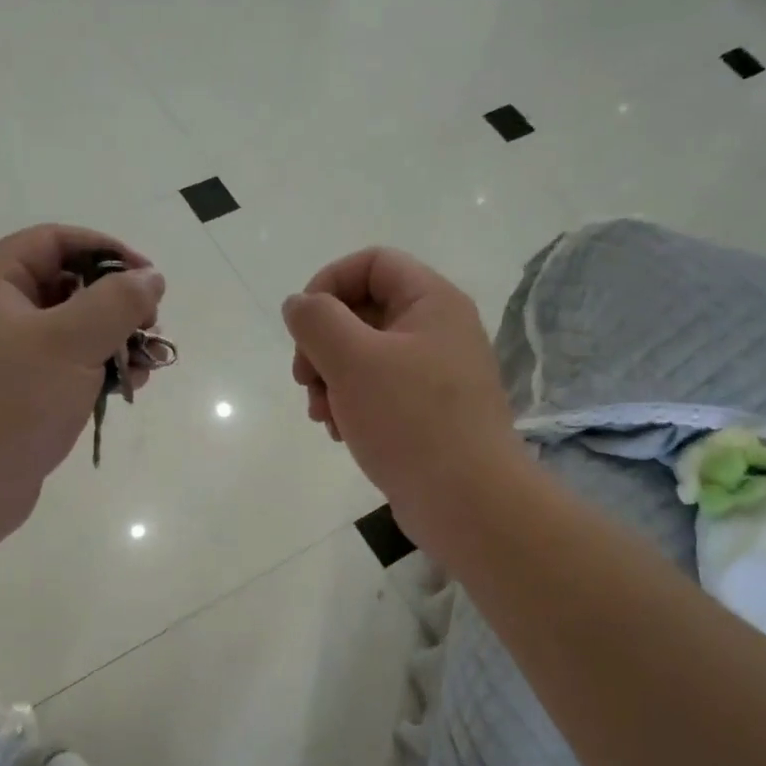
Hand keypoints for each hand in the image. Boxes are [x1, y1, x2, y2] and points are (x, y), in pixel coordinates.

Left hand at [0, 225, 165, 570]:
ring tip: (146, 364)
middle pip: (65, 285)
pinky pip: (61, 367)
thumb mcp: (71, 343)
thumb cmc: (11, 405)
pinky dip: (94, 370)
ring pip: (68, 330)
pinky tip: (126, 388)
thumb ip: (117, 302)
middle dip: (115, 303)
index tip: (148, 280)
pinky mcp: (13, 394)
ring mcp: (0, 356)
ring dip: (112, 340)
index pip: (54, 241)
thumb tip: (150, 278)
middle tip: (150, 327)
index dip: (106, 250)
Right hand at [283, 248, 518, 554]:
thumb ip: (317, 321)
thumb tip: (299, 304)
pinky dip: (351, 405)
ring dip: (330, 380)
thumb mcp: (353, 360)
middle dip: (323, 344)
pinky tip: (340, 433)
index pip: (372, 263)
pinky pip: (378, 392)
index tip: (302, 325)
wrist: (467, 502)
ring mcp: (434, 375)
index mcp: (431, 302)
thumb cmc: (410, 421)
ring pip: (365, 357)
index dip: (328, 283)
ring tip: (321, 415)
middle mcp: (438, 331)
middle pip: (363, 311)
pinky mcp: (427, 413)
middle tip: (304, 379)